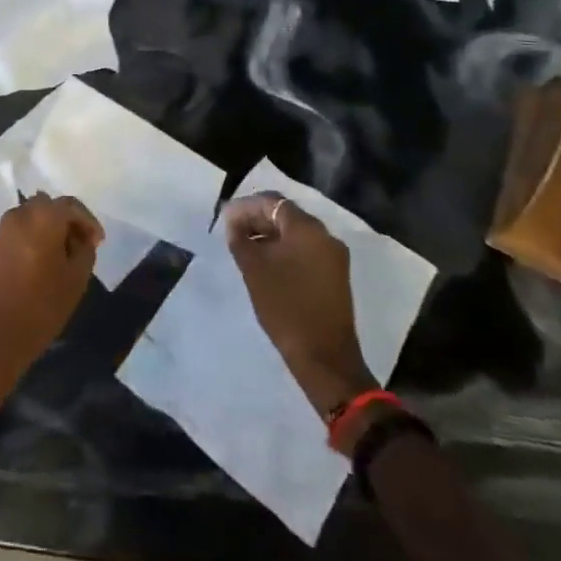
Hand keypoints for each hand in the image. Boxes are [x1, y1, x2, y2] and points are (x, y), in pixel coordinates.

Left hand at [0, 194, 102, 436]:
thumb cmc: (39, 309)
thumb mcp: (75, 282)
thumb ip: (84, 251)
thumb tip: (81, 239)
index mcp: (41, 218)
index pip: (70, 205)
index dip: (87, 221)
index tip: (97, 242)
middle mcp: (16, 217)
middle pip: (45, 207)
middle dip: (63, 222)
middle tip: (76, 247)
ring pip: (26, 222)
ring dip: (43, 233)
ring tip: (55, 261)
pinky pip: (11, 240)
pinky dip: (25, 246)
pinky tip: (31, 273)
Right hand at [224, 192, 376, 418]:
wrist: (325, 358)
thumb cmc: (285, 307)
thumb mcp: (254, 269)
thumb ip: (240, 238)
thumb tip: (232, 220)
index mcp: (307, 228)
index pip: (272, 202)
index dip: (245, 206)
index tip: (224, 219)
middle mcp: (325, 235)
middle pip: (285, 215)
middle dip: (257, 220)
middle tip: (232, 233)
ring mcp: (334, 257)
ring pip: (295, 234)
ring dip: (269, 236)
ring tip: (245, 249)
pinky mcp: (335, 276)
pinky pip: (305, 251)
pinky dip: (284, 251)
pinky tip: (266, 265)